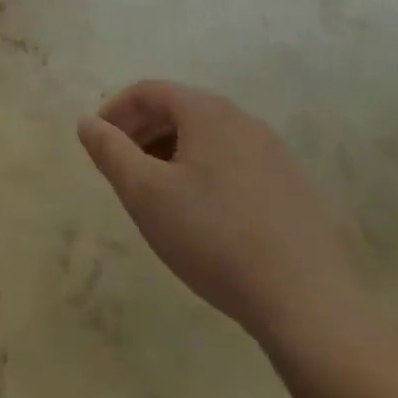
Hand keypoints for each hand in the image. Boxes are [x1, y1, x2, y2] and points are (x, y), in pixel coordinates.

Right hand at [79, 81, 369, 348]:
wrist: (311, 306)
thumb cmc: (214, 238)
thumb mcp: (145, 194)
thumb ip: (110, 151)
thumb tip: (87, 122)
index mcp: (207, 112)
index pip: (149, 91)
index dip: (116, 110)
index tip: (97, 141)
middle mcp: (243, 120)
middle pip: (180, 109)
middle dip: (143, 131)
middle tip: (120, 166)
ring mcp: (275, 154)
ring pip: (209, 137)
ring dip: (173, 152)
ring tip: (156, 192)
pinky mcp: (295, 188)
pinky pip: (236, 163)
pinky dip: (206, 172)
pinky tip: (203, 216)